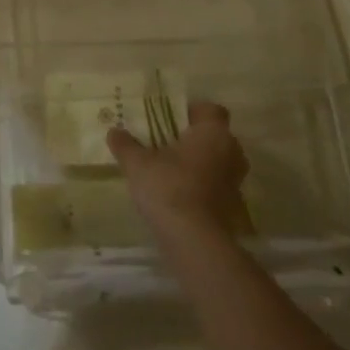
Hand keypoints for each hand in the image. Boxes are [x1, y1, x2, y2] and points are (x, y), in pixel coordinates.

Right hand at [107, 102, 249, 241]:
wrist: (193, 239)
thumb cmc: (168, 187)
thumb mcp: (138, 163)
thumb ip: (126, 145)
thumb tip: (114, 131)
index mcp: (213, 133)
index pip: (211, 110)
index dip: (193, 111)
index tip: (171, 119)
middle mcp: (231, 152)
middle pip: (216, 136)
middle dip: (195, 138)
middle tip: (168, 143)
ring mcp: (235, 181)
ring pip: (218, 161)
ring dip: (200, 162)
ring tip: (171, 169)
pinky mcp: (233, 206)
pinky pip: (217, 185)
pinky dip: (203, 185)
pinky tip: (179, 193)